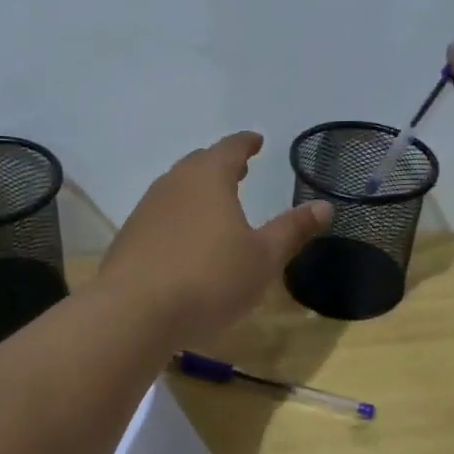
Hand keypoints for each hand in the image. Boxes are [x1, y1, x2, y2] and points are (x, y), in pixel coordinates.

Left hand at [101, 132, 331, 342]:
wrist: (134, 312)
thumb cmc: (209, 279)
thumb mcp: (263, 258)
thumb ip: (292, 230)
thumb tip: (324, 206)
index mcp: (208, 178)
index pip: (230, 148)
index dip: (246, 143)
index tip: (256, 141)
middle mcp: (173, 184)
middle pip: (199, 164)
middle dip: (220, 164)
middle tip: (239, 169)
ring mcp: (146, 210)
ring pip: (176, 189)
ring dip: (197, 190)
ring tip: (214, 203)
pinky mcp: (129, 238)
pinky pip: (161, 216)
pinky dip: (179, 217)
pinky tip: (185, 239)